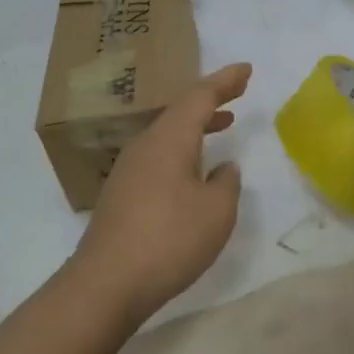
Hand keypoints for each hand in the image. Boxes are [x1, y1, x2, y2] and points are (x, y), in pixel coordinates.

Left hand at [73, 62, 250, 324]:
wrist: (106, 283)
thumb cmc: (169, 239)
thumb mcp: (216, 211)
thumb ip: (226, 183)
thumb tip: (223, 169)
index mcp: (169, 138)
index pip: (200, 96)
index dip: (225, 81)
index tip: (246, 69)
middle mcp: (145, 145)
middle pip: (181, 110)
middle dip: (211, 99)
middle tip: (237, 92)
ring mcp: (129, 169)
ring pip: (168, 133)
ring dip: (197, 126)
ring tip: (222, 125)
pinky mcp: (122, 194)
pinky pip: (158, 155)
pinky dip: (182, 149)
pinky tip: (193, 171)